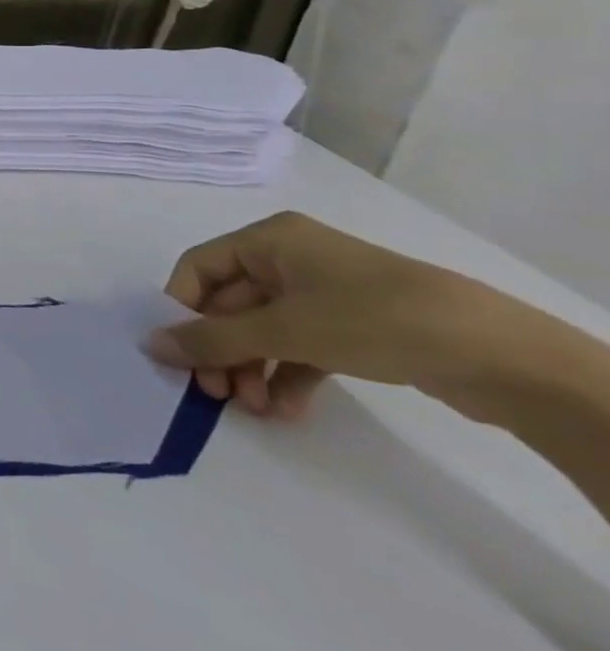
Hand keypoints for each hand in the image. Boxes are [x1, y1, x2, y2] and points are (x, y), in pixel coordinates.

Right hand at [144, 211, 499, 419]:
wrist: (500, 354)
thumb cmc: (371, 318)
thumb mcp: (283, 329)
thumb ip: (211, 339)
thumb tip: (150, 344)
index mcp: (268, 240)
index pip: (198, 269)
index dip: (182, 309)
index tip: (179, 354)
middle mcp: (289, 259)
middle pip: (230, 304)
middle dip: (221, 351)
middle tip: (216, 393)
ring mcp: (324, 294)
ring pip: (264, 330)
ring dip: (251, 369)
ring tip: (255, 409)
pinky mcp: (353, 327)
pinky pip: (300, 347)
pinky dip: (287, 376)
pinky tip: (287, 410)